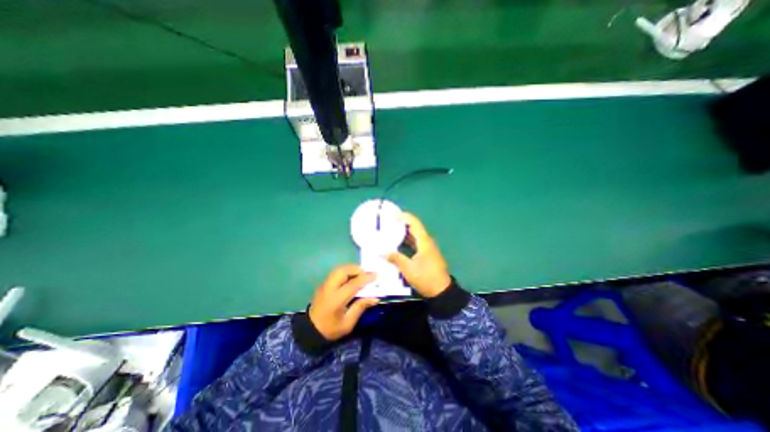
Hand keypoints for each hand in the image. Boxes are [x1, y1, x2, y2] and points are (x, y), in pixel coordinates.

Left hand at [308, 265, 377, 342]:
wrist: (310, 331)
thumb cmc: (331, 329)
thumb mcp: (348, 323)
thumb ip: (360, 307)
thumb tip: (375, 298)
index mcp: (336, 300)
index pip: (353, 284)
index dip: (365, 278)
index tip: (376, 275)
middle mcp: (329, 288)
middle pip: (343, 271)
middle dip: (356, 269)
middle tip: (367, 273)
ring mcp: (324, 285)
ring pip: (338, 269)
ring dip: (351, 269)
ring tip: (360, 274)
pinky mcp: (323, 284)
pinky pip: (336, 273)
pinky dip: (345, 271)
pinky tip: (352, 277)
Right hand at [384, 211, 451, 295]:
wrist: (441, 291)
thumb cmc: (425, 278)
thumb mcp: (408, 269)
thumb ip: (395, 258)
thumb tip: (382, 251)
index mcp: (424, 241)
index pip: (415, 223)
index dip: (405, 217)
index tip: (393, 215)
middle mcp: (426, 242)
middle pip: (415, 228)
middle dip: (403, 223)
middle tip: (389, 222)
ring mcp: (427, 248)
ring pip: (415, 236)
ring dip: (404, 232)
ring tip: (391, 231)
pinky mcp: (426, 254)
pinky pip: (415, 243)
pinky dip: (407, 241)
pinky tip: (398, 244)